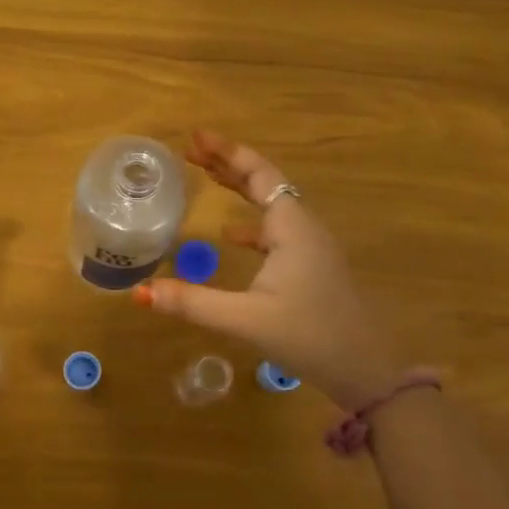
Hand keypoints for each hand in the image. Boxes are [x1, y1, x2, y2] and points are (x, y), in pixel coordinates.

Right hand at [134, 130, 403, 410]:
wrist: (367, 371)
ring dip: (240, 189)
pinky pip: (276, 231)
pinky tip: (230, 235)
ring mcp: (311, 248)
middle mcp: (303, 228)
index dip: (227, 152)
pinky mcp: (311, 268)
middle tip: (191, 151)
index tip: (195, 137)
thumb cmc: (311, 337)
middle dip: (228, 164)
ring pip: (271, 205)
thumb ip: (193, 304)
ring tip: (206, 178)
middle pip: (264, 182)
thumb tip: (140, 292)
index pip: (259, 174)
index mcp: (292, 228)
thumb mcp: (246, 320)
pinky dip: (251, 223)